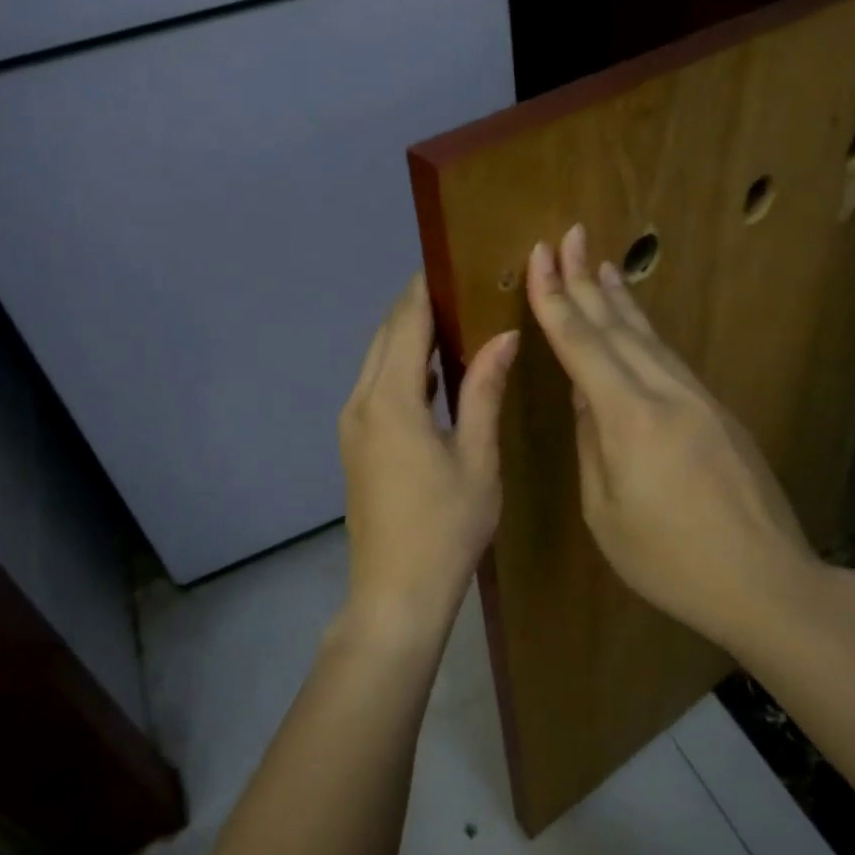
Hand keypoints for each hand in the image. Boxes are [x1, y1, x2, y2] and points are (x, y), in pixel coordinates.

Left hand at [338, 272, 517, 641]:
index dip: (424, 290)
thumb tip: (502, 336)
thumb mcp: (476, 457)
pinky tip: (431, 375)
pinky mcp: (354, 446)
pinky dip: (400, 370)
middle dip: (415, 308)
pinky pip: (374, 389)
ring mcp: (352, 426)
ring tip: (450, 322)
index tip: (449, 262)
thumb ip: (484, 390)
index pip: (405, 324)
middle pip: (385, 338)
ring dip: (406, 338)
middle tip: (458, 287)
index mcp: (391, 401)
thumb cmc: (446, 527)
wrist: (396, 592)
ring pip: (376, 363)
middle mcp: (361, 403)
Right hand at [525, 226, 832, 652]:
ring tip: (598, 267)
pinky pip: (670, 359)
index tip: (540, 256)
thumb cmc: (670, 561)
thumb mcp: (606, 513)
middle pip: (618, 327)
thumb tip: (585, 397)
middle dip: (585, 280)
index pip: (583, 343)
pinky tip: (635, 326)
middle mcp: (666, 394)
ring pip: (650, 338)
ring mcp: (699, 399)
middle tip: (568, 236)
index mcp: (630, 419)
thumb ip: (592, 446)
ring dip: (619, 300)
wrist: (765, 581)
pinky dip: (645, 333)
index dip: (555, 298)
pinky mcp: (719, 412)